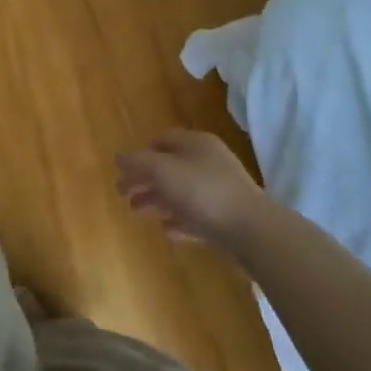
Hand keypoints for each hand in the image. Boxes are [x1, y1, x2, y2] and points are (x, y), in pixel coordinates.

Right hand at [115, 130, 271, 248]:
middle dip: (144, 180)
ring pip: (181, 191)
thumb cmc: (202, 191)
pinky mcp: (227, 216)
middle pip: (169, 167)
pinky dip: (179, 219)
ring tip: (137, 213)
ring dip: (157, 200)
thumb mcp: (162, 171)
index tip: (123, 171)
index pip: (161, 140)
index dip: (140, 154)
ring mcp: (220, 189)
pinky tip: (167, 230)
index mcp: (195, 143)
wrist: (251, 229)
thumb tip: (118, 157)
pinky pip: (196, 214)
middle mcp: (208, 161)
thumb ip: (137, 162)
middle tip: (123, 195)